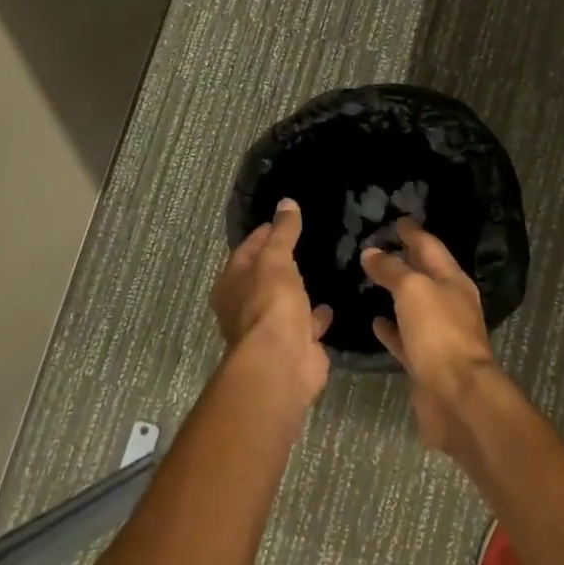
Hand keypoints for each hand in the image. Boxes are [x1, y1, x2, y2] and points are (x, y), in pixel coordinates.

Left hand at [210, 198, 332, 408]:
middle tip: (308, 242)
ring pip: (286, 301)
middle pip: (265, 276)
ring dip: (299, 290)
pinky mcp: (294, 344)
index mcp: (232, 284)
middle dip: (282, 262)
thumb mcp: (275, 259)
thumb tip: (286, 203)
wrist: (282, 361)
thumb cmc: (270, 303)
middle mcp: (245, 306)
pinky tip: (332, 302)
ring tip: (322, 269)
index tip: (285, 219)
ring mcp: (270, 327)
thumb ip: (283, 232)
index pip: (247, 249)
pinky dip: (316, 315)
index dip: (264, 233)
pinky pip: (307, 323)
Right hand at [359, 220, 498, 452]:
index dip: (413, 233)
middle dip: (406, 260)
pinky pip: (406, 337)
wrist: (456, 396)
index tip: (397, 220)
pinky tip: (375, 323)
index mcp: (454, 281)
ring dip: (397, 293)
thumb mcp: (413, 291)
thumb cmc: (439, 333)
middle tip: (380, 247)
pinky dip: (392, 328)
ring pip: (415, 307)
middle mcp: (450, 304)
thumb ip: (392, 270)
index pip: (431, 248)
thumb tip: (372, 252)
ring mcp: (440, 335)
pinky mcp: (427, 362)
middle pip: (425, 275)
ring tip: (372, 281)